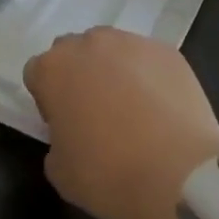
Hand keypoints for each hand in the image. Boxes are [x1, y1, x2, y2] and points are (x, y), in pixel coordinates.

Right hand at [23, 28, 218, 218]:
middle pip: (73, 53)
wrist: (181, 175)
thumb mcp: (60, 172)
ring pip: (112, 50)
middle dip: (79, 76)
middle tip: (96, 114)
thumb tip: (71, 134)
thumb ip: (56, 142)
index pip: (37, 73)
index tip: (64, 125)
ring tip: (134, 109)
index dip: (48, 100)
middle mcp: (88, 44)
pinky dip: (150, 77)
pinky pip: (148, 60)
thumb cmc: (110, 174)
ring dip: (114, 71)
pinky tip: (162, 109)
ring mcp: (131, 43)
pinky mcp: (167, 51)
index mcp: (53, 69)